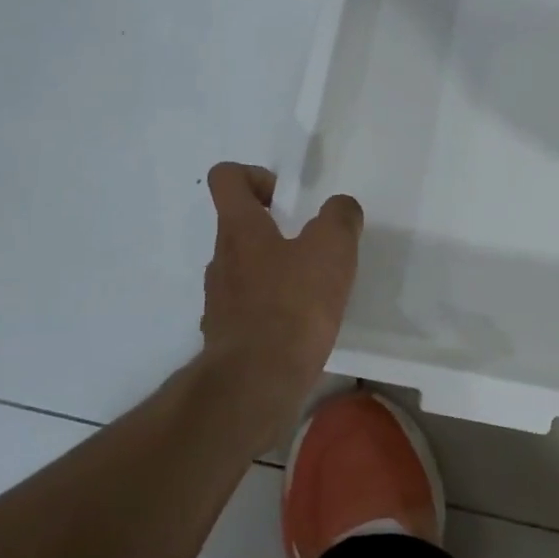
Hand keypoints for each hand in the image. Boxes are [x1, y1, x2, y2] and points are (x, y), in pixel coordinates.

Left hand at [200, 163, 362, 436]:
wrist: (256, 382)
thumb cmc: (293, 305)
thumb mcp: (332, 249)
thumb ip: (340, 218)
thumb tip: (340, 208)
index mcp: (239, 229)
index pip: (227, 178)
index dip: (255, 175)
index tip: (286, 198)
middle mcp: (221, 259)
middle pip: (238, 224)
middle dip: (274, 227)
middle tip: (312, 244)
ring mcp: (218, 299)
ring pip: (244, 267)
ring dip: (274, 268)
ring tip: (312, 287)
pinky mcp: (227, 335)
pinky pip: (248, 306)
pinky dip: (272, 306)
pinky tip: (301, 323)